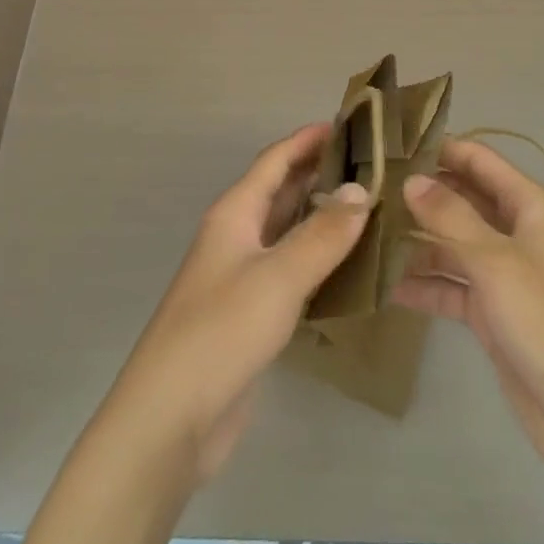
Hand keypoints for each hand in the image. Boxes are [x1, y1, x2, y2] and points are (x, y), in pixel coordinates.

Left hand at [104, 122, 369, 480]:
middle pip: (281, 192)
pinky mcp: (251, 315)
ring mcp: (242, 277)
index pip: (275, 161)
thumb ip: (322, 234)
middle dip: (320, 175)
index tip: (349, 124)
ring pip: (288, 232)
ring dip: (322, 218)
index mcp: (235, 214)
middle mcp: (237, 236)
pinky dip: (319, 261)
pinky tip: (351, 267)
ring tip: (371, 208)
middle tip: (372, 166)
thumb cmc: (221, 332)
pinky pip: (291, 272)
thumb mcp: (277, 277)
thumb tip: (361, 191)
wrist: (171, 419)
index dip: (308, 140)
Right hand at [392, 138, 543, 490]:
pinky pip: (451, 286)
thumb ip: (450, 217)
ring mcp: (504, 274)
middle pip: (463, 199)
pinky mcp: (492, 313)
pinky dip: (423, 284)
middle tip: (368, 189)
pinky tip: (384, 285)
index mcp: (530, 207)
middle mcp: (517, 233)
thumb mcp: (496, 262)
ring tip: (365, 233)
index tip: (391, 145)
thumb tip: (411, 179)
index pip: (479, 160)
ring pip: (452, 244)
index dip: (440, 148)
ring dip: (416, 240)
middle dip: (421, 195)